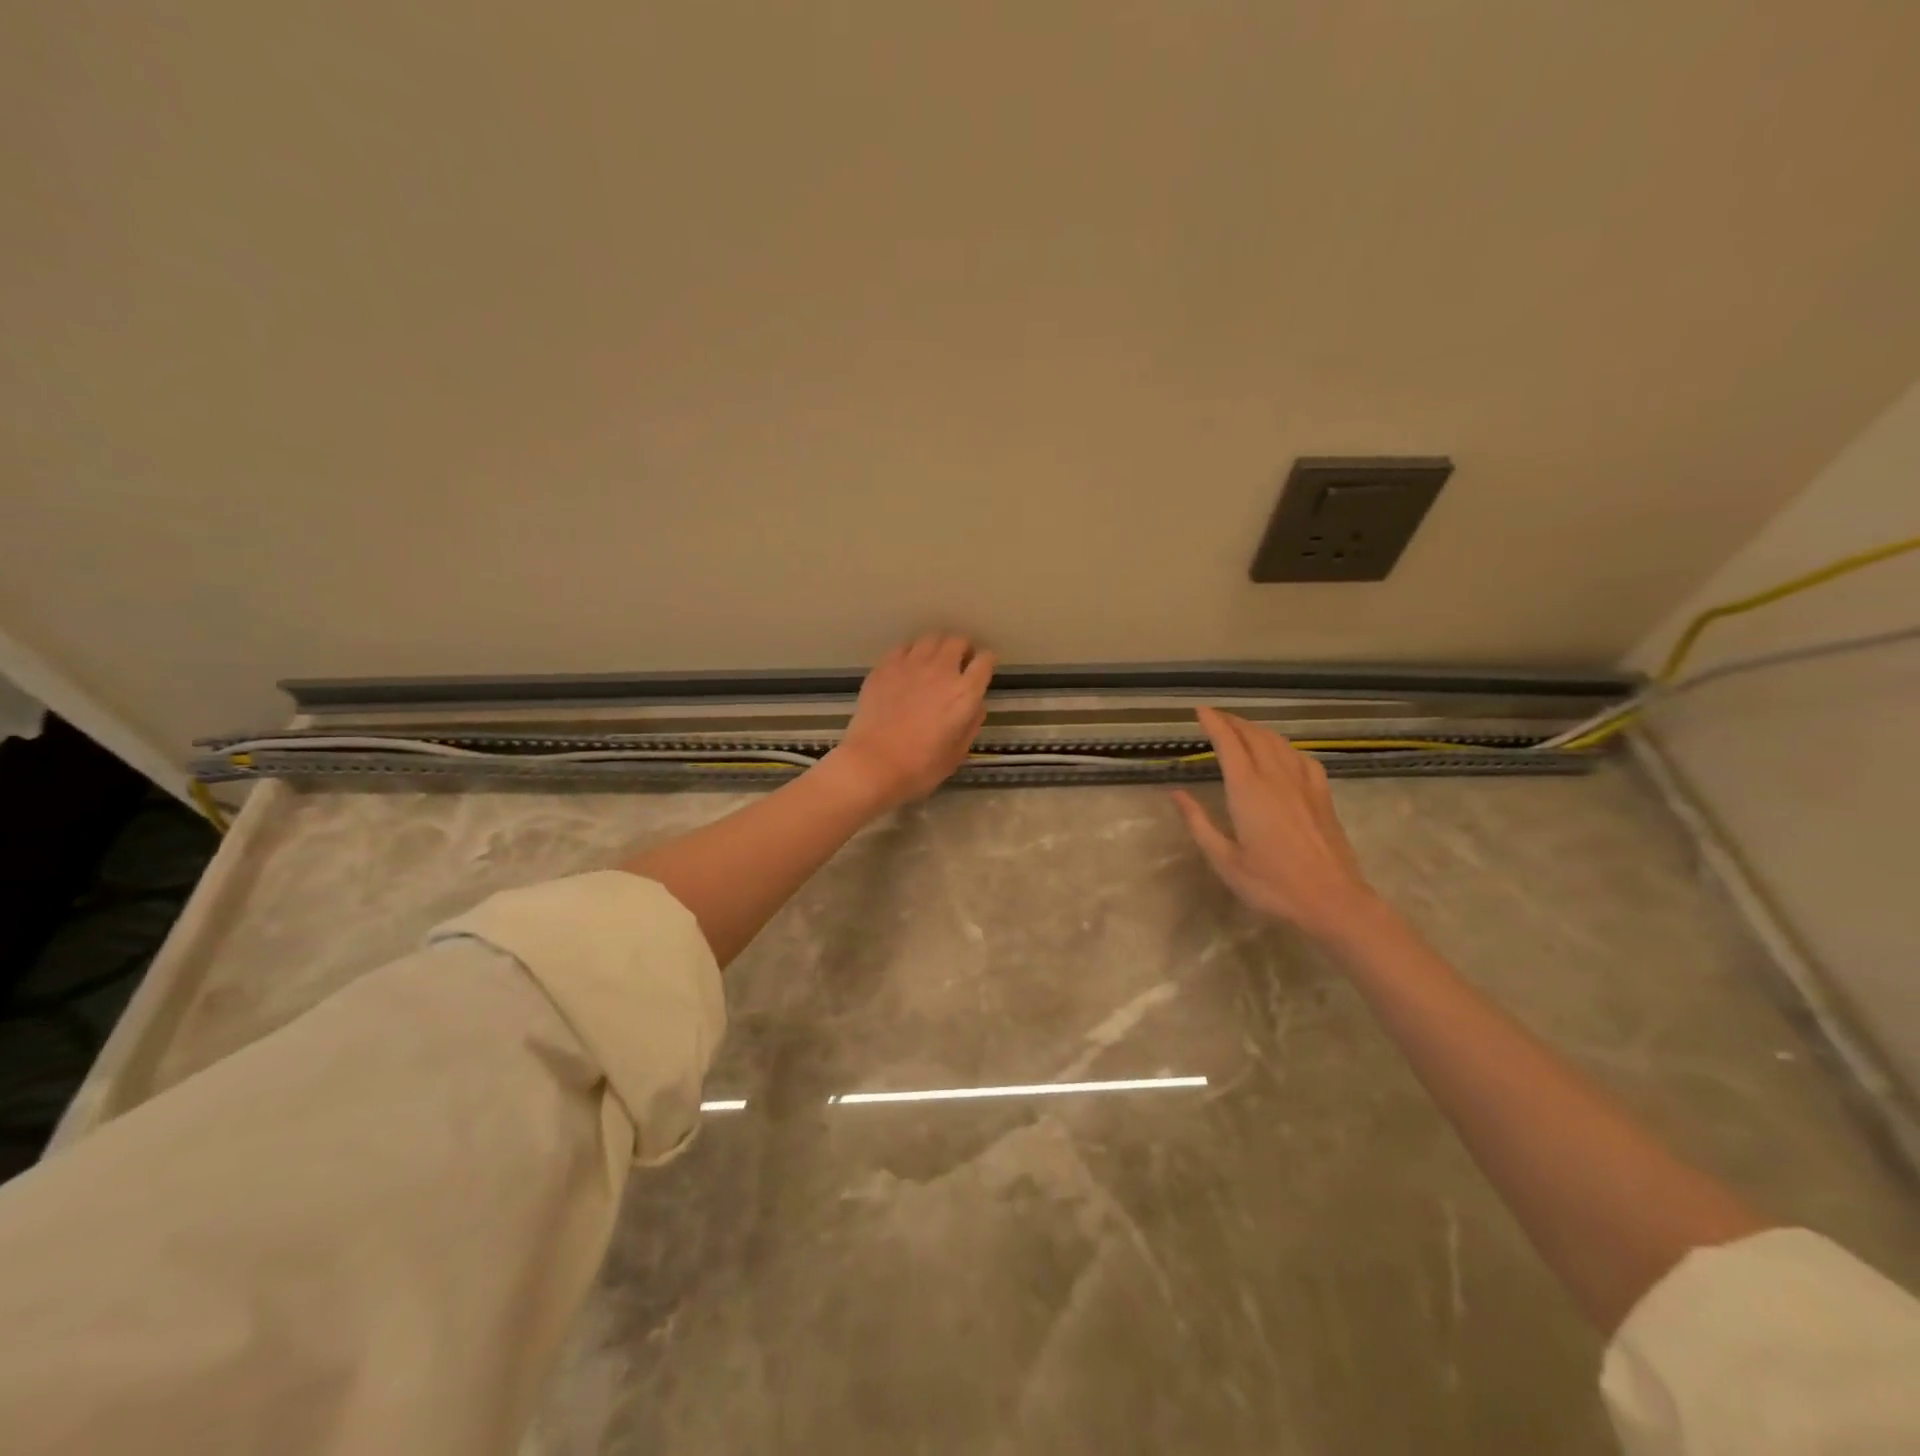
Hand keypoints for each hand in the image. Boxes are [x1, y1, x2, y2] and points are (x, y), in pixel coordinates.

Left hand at [824, 634, 995, 810]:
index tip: (982, 670)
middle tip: (959, 663)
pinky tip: (907, 667)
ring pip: (931, 638)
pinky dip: (911, 652)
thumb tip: (976, 705)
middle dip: (963, 649)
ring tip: (934, 661)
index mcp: (964, 693)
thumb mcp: (957, 753)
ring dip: (938, 647)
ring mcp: (910, 664)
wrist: (873, 763)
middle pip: (958, 641)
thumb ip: (971, 724)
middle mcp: (941, 670)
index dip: (986, 662)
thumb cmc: (919, 767)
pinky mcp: (885, 666)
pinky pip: (904, 647)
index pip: (985, 660)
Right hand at [1172, 707, 1384, 941]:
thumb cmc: (1272, 884)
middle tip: (1216, 717)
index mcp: (1248, 791)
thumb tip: (1176, 793)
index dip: (1214, 723)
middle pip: (1254, 736)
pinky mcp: (1323, 796)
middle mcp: (1276, 778)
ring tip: (1242, 729)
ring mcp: (1304, 784)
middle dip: (1234, 721)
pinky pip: (1301, 758)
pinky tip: (1283, 754)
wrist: (1333, 901)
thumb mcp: (1224, 860)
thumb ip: (1199, 823)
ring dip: (1257, 730)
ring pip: (1279, 743)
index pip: (1228, 744)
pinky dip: (1285, 747)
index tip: (1200, 710)